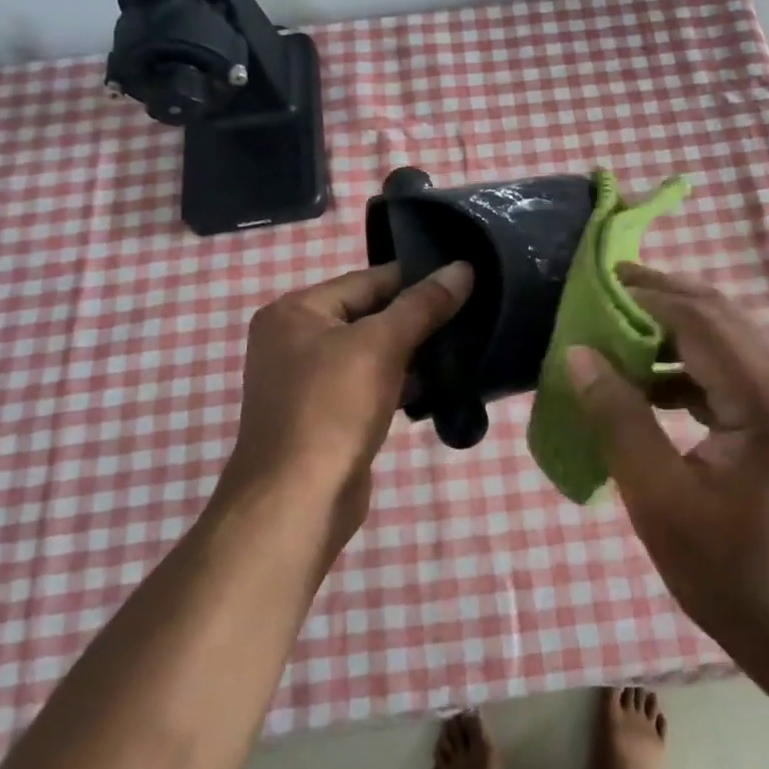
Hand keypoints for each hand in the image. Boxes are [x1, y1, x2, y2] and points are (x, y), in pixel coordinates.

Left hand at [225, 261, 471, 553]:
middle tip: (472, 314)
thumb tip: (463, 268)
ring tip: (465, 346)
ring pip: (373, 352)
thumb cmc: (332, 409)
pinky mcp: (328, 415)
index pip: (368, 279)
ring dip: (414, 353)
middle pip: (370, 314)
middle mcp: (295, 340)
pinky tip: (440, 385)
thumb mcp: (381, 345)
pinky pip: (371, 385)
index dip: (417, 279)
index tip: (465, 279)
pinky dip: (401, 383)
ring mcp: (309, 381)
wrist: (298, 501)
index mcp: (296, 312)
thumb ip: (423, 305)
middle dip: (418, 318)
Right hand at [566, 266, 768, 676]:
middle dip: (659, 299)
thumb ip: (619, 419)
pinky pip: (734, 373)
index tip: (591, 286)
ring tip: (613, 335)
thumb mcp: (661, 500)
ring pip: (727, 341)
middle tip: (600, 292)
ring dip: (672, 333)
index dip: (643, 296)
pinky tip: (649, 385)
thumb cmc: (735, 576)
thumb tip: (578, 354)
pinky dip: (689, 369)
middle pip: (719, 316)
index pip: (699, 319)